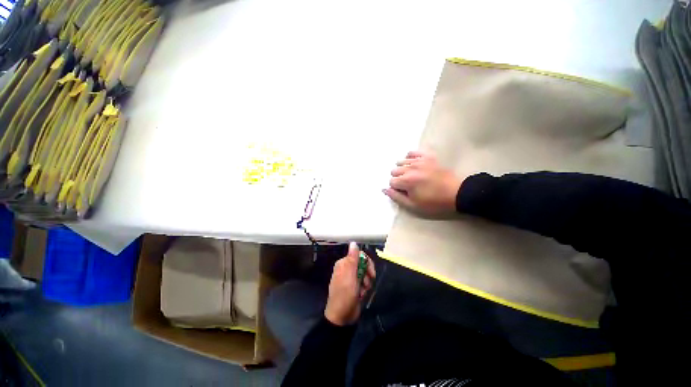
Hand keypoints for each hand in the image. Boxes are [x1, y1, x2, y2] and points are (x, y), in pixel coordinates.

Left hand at [324, 242, 375, 325]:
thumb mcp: (350, 275)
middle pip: (363, 264)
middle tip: (367, 283)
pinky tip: (361, 295)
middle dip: (367, 274)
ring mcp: (351, 278)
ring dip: (366, 283)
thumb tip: (353, 242)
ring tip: (362, 291)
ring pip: (365, 274)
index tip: (371, 272)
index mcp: (343, 263)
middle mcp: (347, 269)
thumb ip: (352, 258)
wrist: (342, 317)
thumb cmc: (345, 294)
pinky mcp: (355, 287)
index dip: (367, 262)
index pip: (359, 255)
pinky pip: (364, 282)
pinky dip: (365, 288)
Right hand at [383, 151, 461, 214]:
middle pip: (394, 171)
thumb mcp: (413, 206)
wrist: (456, 193)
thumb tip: (384, 189)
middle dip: (398, 178)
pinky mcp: (427, 157)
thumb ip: (396, 197)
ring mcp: (419, 161)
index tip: (405, 192)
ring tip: (411, 175)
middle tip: (408, 185)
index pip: (391, 182)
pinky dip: (410, 158)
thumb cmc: (434, 202)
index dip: (396, 188)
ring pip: (401, 161)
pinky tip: (413, 164)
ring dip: (402, 169)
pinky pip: (412, 152)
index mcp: (406, 181)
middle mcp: (410, 168)